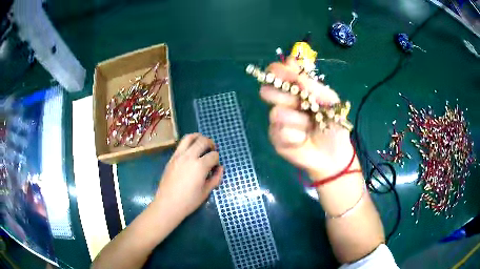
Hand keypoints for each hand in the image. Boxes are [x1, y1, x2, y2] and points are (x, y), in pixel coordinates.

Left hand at [155, 133, 222, 217]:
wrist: (168, 204)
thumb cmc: (189, 201)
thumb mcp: (206, 192)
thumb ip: (216, 178)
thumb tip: (220, 168)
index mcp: (200, 166)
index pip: (213, 155)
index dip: (217, 159)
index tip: (216, 166)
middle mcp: (189, 156)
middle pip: (202, 141)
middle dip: (210, 143)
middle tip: (212, 149)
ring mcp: (178, 156)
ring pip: (189, 137)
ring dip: (198, 137)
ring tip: (202, 143)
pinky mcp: (171, 158)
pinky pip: (181, 144)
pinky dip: (188, 143)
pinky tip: (191, 151)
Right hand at [260, 58, 354, 179]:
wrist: (334, 153)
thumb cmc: (334, 124)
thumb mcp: (329, 100)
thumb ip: (311, 83)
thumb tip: (291, 63)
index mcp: (295, 90)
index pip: (277, 74)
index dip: (278, 71)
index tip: (286, 73)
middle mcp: (283, 102)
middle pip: (266, 90)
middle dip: (283, 96)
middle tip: (300, 103)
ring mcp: (277, 121)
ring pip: (276, 112)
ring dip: (297, 120)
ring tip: (309, 126)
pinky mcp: (275, 138)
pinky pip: (280, 132)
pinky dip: (296, 135)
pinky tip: (303, 140)